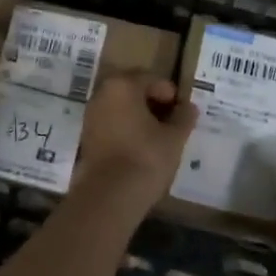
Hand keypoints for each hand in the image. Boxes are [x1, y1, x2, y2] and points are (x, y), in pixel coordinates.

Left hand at [74, 73, 197, 212]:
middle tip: (173, 122)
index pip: (153, 80)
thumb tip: (188, 107)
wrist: (109, 196)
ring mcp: (91, 115)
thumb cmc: (146, 158)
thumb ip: (184, 117)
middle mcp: (102, 94)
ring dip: (140, 116)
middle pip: (134, 91)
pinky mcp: (87, 136)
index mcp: (123, 85)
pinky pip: (112, 123)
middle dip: (154, 103)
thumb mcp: (174, 137)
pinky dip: (127, 129)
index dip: (172, 95)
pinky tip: (141, 147)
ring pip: (121, 107)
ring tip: (159, 136)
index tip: (183, 114)